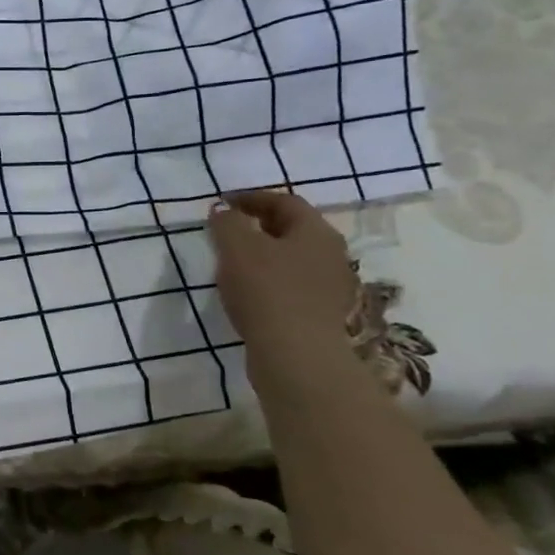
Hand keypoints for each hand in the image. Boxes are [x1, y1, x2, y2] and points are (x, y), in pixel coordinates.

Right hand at [208, 189, 357, 357]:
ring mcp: (331, 287)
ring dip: (265, 255)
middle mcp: (331, 254)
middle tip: (228, 230)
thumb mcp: (236, 247)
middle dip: (259, 225)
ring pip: (293, 259)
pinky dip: (270, 280)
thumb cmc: (267, 291)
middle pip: (293, 230)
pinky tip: (249, 293)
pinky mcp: (322, 315)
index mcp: (316, 231)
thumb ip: (227, 222)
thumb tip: (224, 211)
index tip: (223, 203)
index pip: (285, 201)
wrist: (296, 356)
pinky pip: (293, 286)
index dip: (252, 198)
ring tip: (234, 262)